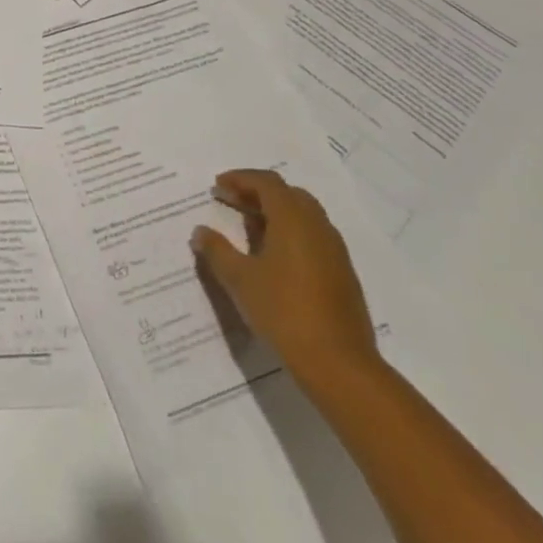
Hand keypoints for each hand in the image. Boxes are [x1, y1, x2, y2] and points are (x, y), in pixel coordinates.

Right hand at [191, 169, 376, 388]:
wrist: (338, 363)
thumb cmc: (283, 311)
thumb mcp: (240, 280)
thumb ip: (217, 250)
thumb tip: (200, 232)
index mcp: (293, 219)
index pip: (267, 182)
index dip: (240, 179)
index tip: (218, 186)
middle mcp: (317, 226)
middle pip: (288, 194)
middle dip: (258, 192)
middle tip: (231, 202)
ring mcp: (334, 250)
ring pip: (304, 215)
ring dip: (275, 213)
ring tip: (249, 228)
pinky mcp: (342, 273)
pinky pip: (313, 236)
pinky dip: (291, 233)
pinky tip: (274, 257)